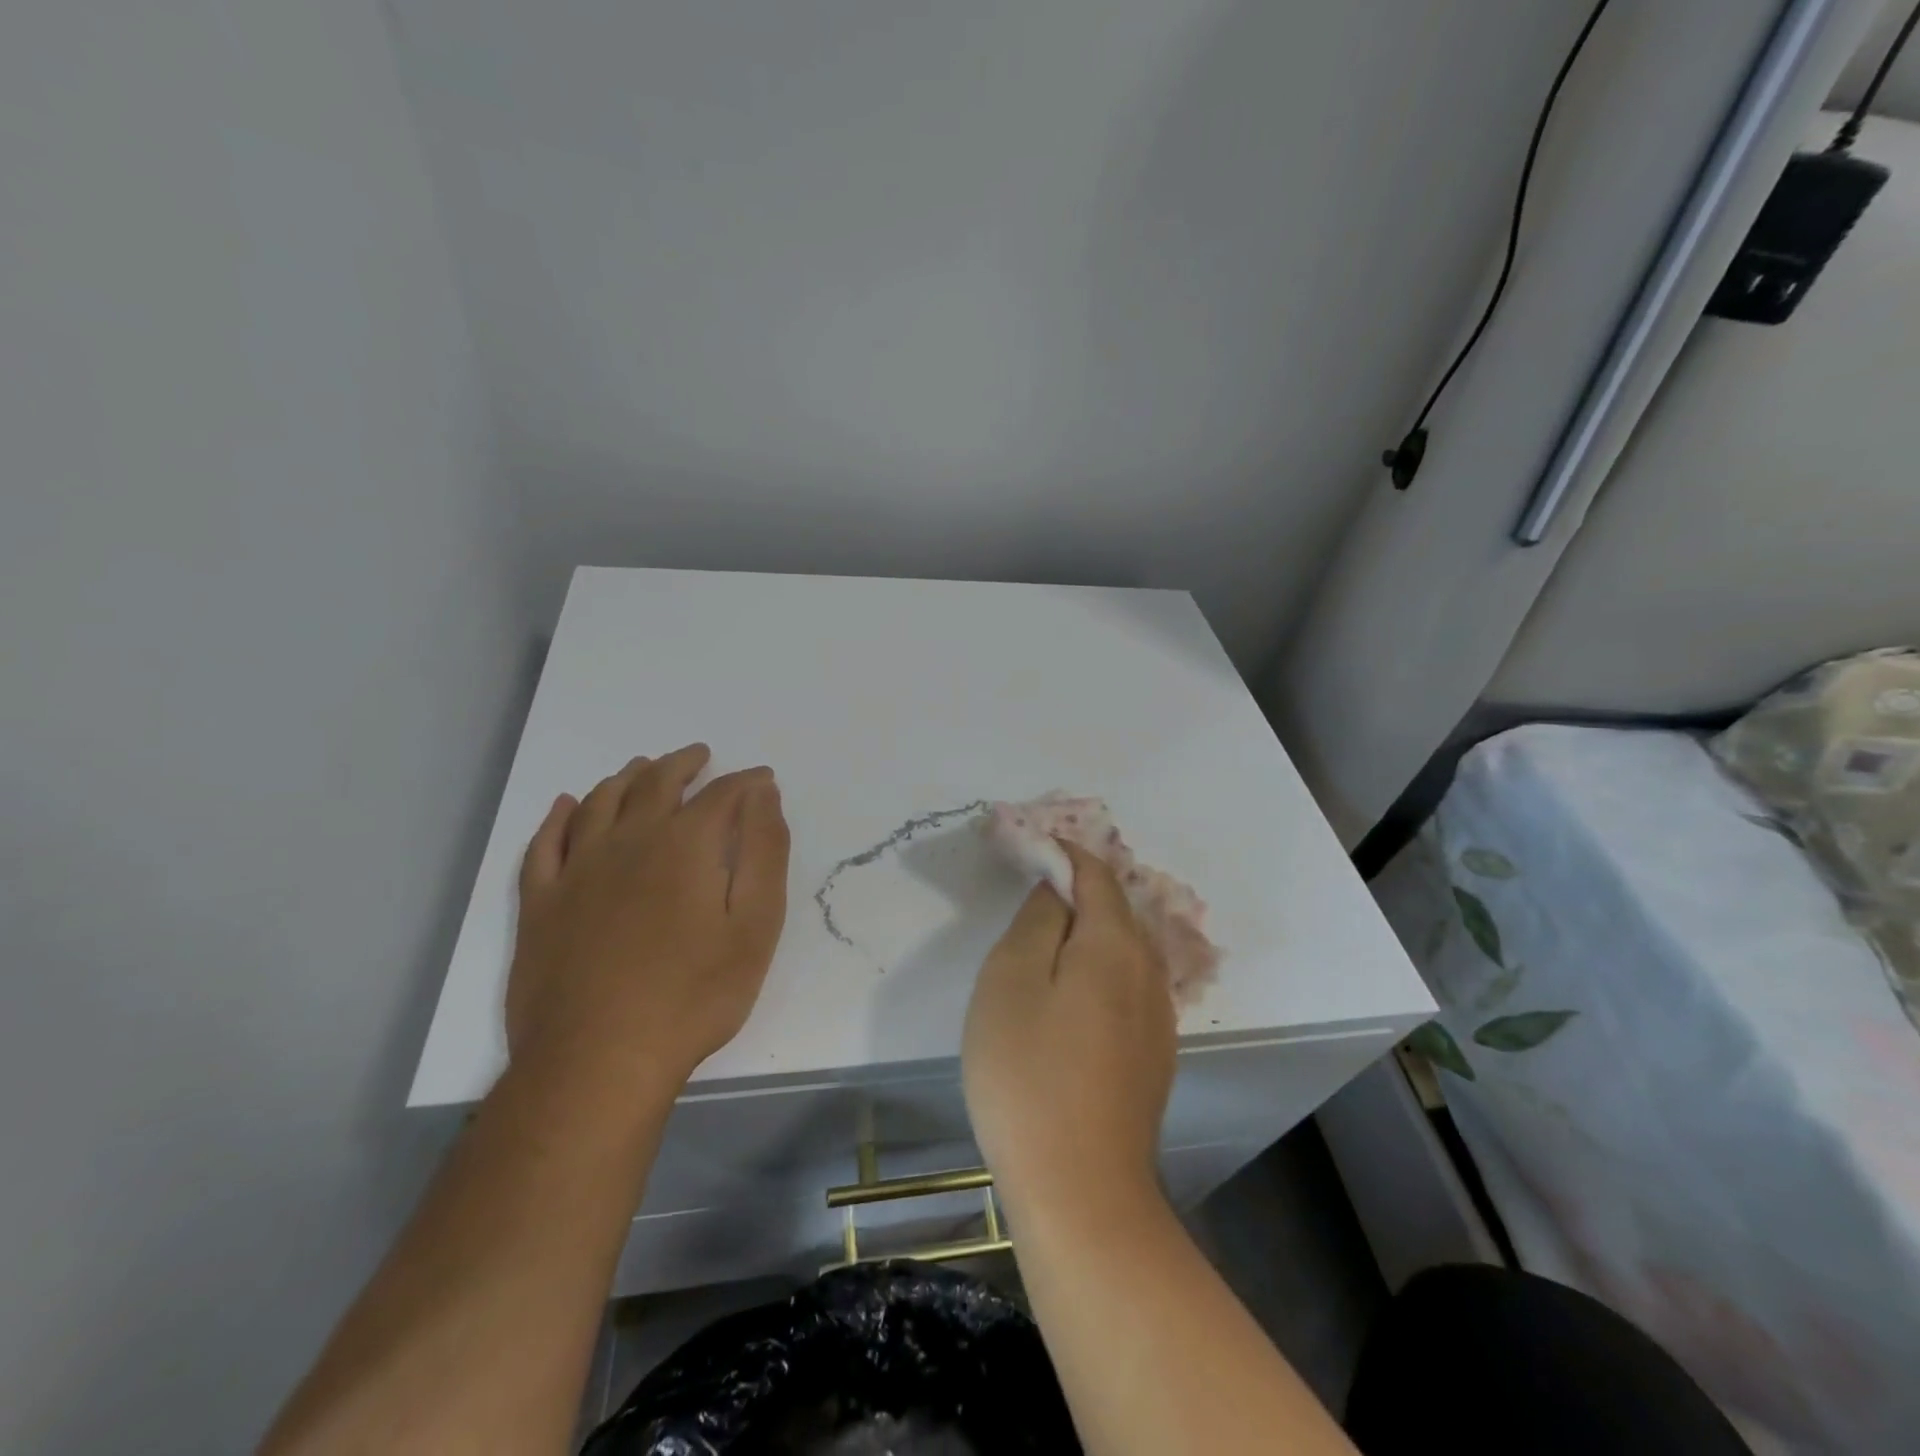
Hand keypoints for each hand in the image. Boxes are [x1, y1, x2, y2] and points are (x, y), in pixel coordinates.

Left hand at [507, 744, 790, 1091]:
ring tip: (642, 767)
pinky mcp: (540, 903)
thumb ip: (764, 852)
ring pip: (599, 802)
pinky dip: (558, 817)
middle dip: (683, 765)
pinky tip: (566, 805)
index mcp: (684, 845)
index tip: (762, 779)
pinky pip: (544, 843)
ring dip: (625, 778)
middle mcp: (628, 841)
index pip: (721, 794)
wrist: (599, 1060)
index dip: (745, 782)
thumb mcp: (756, 925)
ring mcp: (577, 870)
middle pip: (656, 784)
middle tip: (699, 756)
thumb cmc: (694, 994)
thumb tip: (763, 795)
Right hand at [962, 842, 1176, 1218]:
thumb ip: (1036, 922)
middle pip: (1116, 909)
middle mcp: (1148, 970)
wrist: (1081, 1190)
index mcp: (1113, 944)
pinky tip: (1075, 994)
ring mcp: (1157, 1017)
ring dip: (1091, 929)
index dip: (1065, 853)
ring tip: (1050, 935)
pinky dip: (1101, 967)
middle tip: (1034, 888)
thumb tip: (1056, 891)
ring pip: (1125, 949)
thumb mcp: (1010, 981)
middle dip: (1079, 888)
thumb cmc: (1028, 1074)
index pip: (1095, 875)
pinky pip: (1129, 986)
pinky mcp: (1154, 1055)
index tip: (1033, 846)